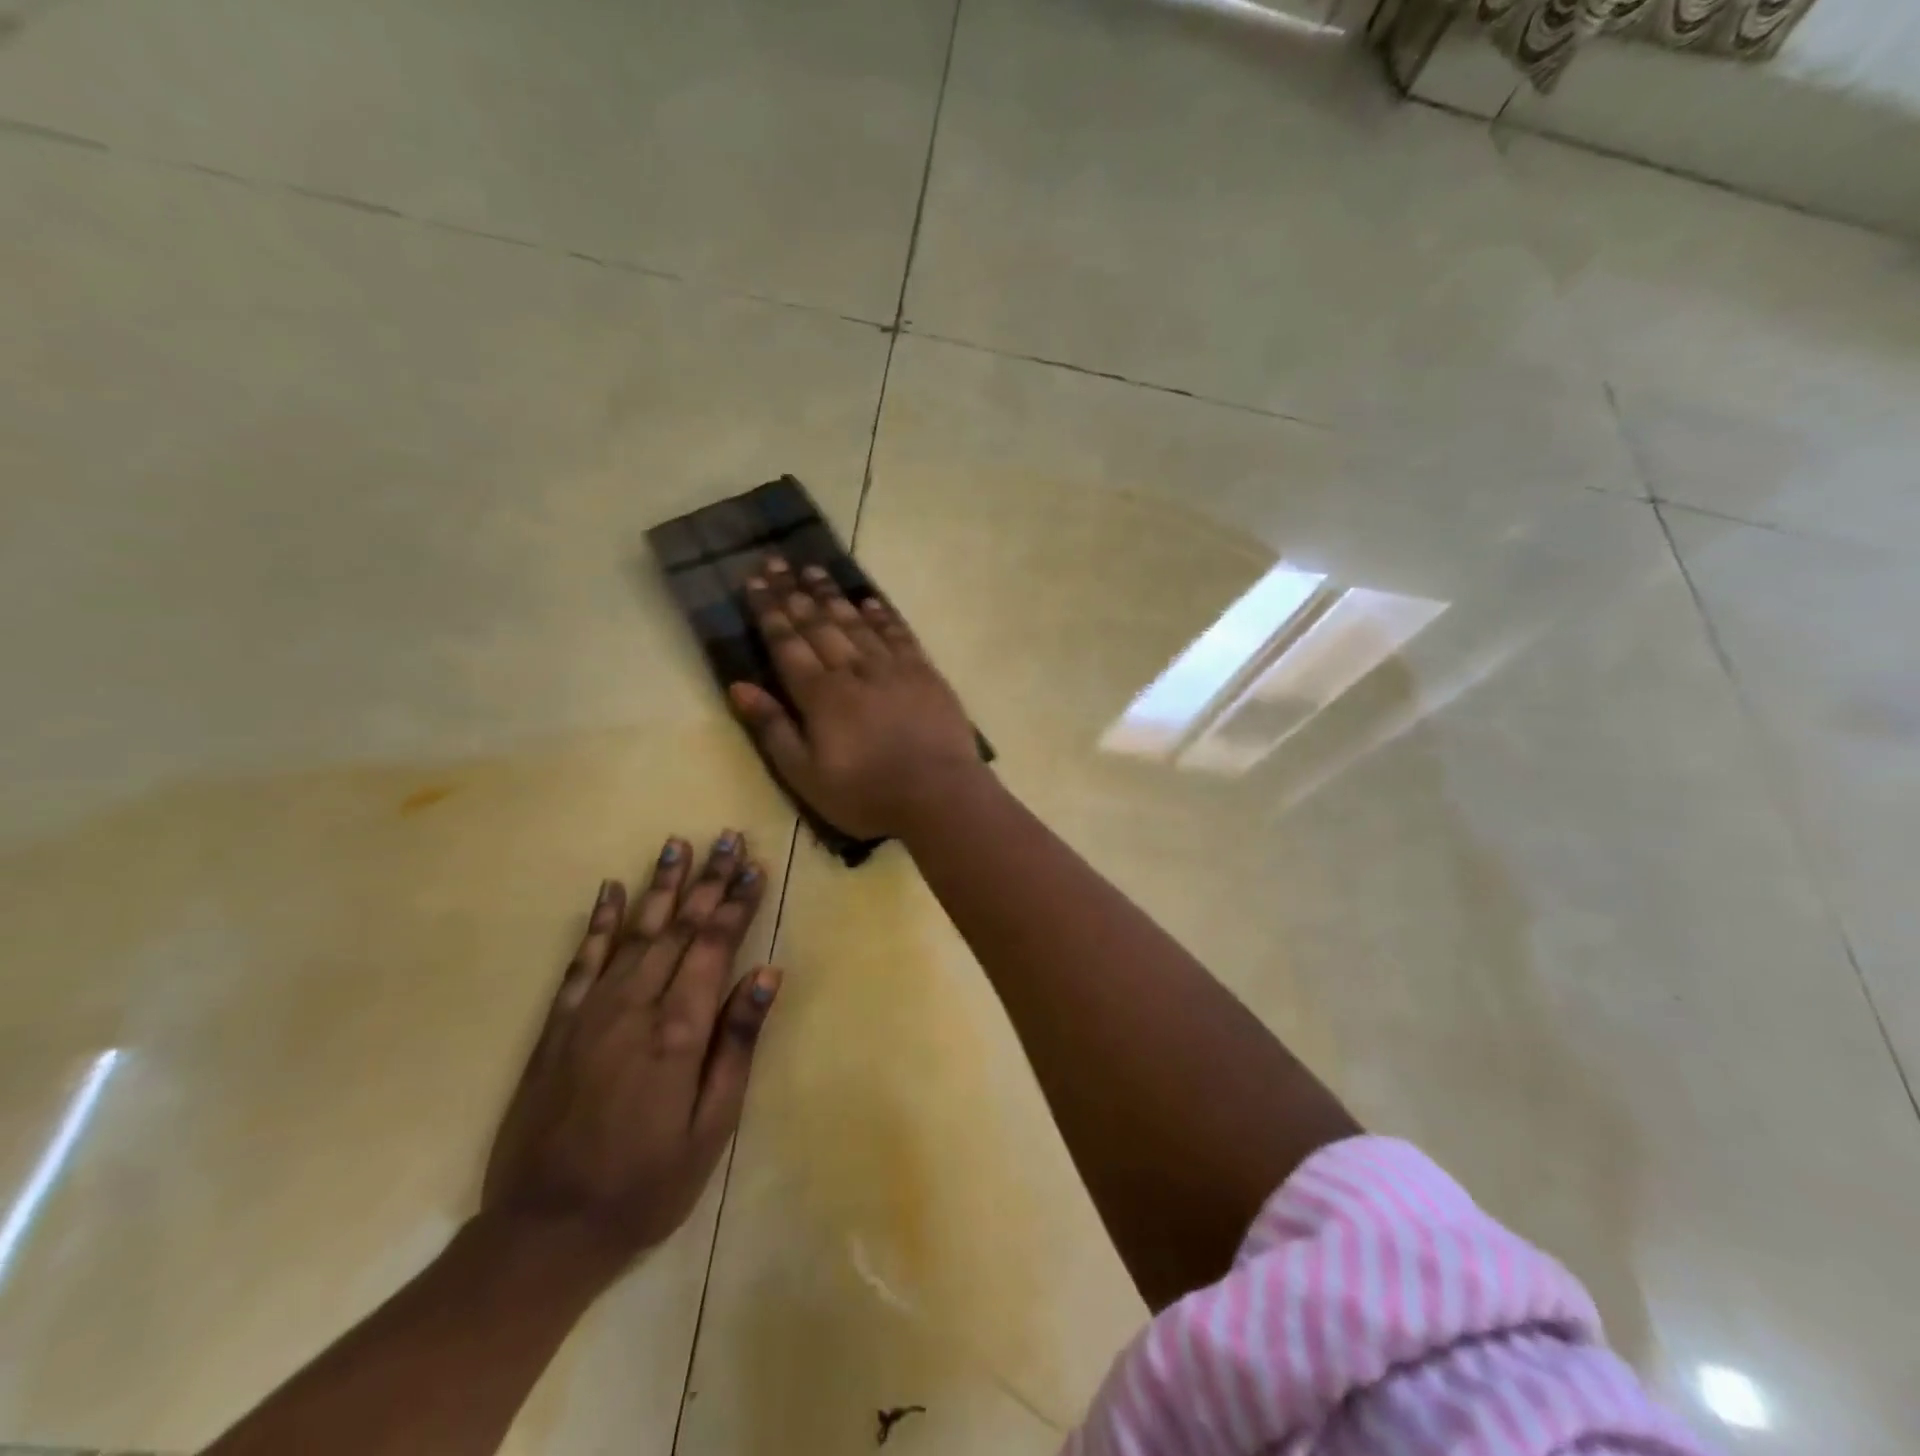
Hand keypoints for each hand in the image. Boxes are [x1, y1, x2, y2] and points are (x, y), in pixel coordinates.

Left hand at [481, 832, 780, 1268]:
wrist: (544, 1233)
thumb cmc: (646, 1185)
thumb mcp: (711, 1127)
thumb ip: (737, 1044)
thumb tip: (767, 975)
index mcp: (677, 1032)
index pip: (714, 948)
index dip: (736, 903)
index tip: (756, 866)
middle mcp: (633, 1008)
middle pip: (678, 928)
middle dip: (708, 880)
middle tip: (728, 837)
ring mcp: (590, 1013)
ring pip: (633, 933)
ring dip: (659, 886)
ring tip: (678, 844)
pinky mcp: (558, 1026)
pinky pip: (582, 961)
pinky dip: (599, 922)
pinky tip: (611, 889)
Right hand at [729, 557, 983, 839]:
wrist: (938, 794)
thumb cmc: (866, 793)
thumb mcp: (806, 775)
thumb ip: (773, 728)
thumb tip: (739, 686)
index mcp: (820, 695)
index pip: (787, 643)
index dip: (769, 611)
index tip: (756, 580)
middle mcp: (853, 670)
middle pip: (818, 623)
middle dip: (794, 592)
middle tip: (777, 561)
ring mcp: (892, 667)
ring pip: (855, 621)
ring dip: (832, 594)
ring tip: (813, 569)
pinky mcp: (924, 672)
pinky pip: (898, 633)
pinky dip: (881, 615)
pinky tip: (869, 600)